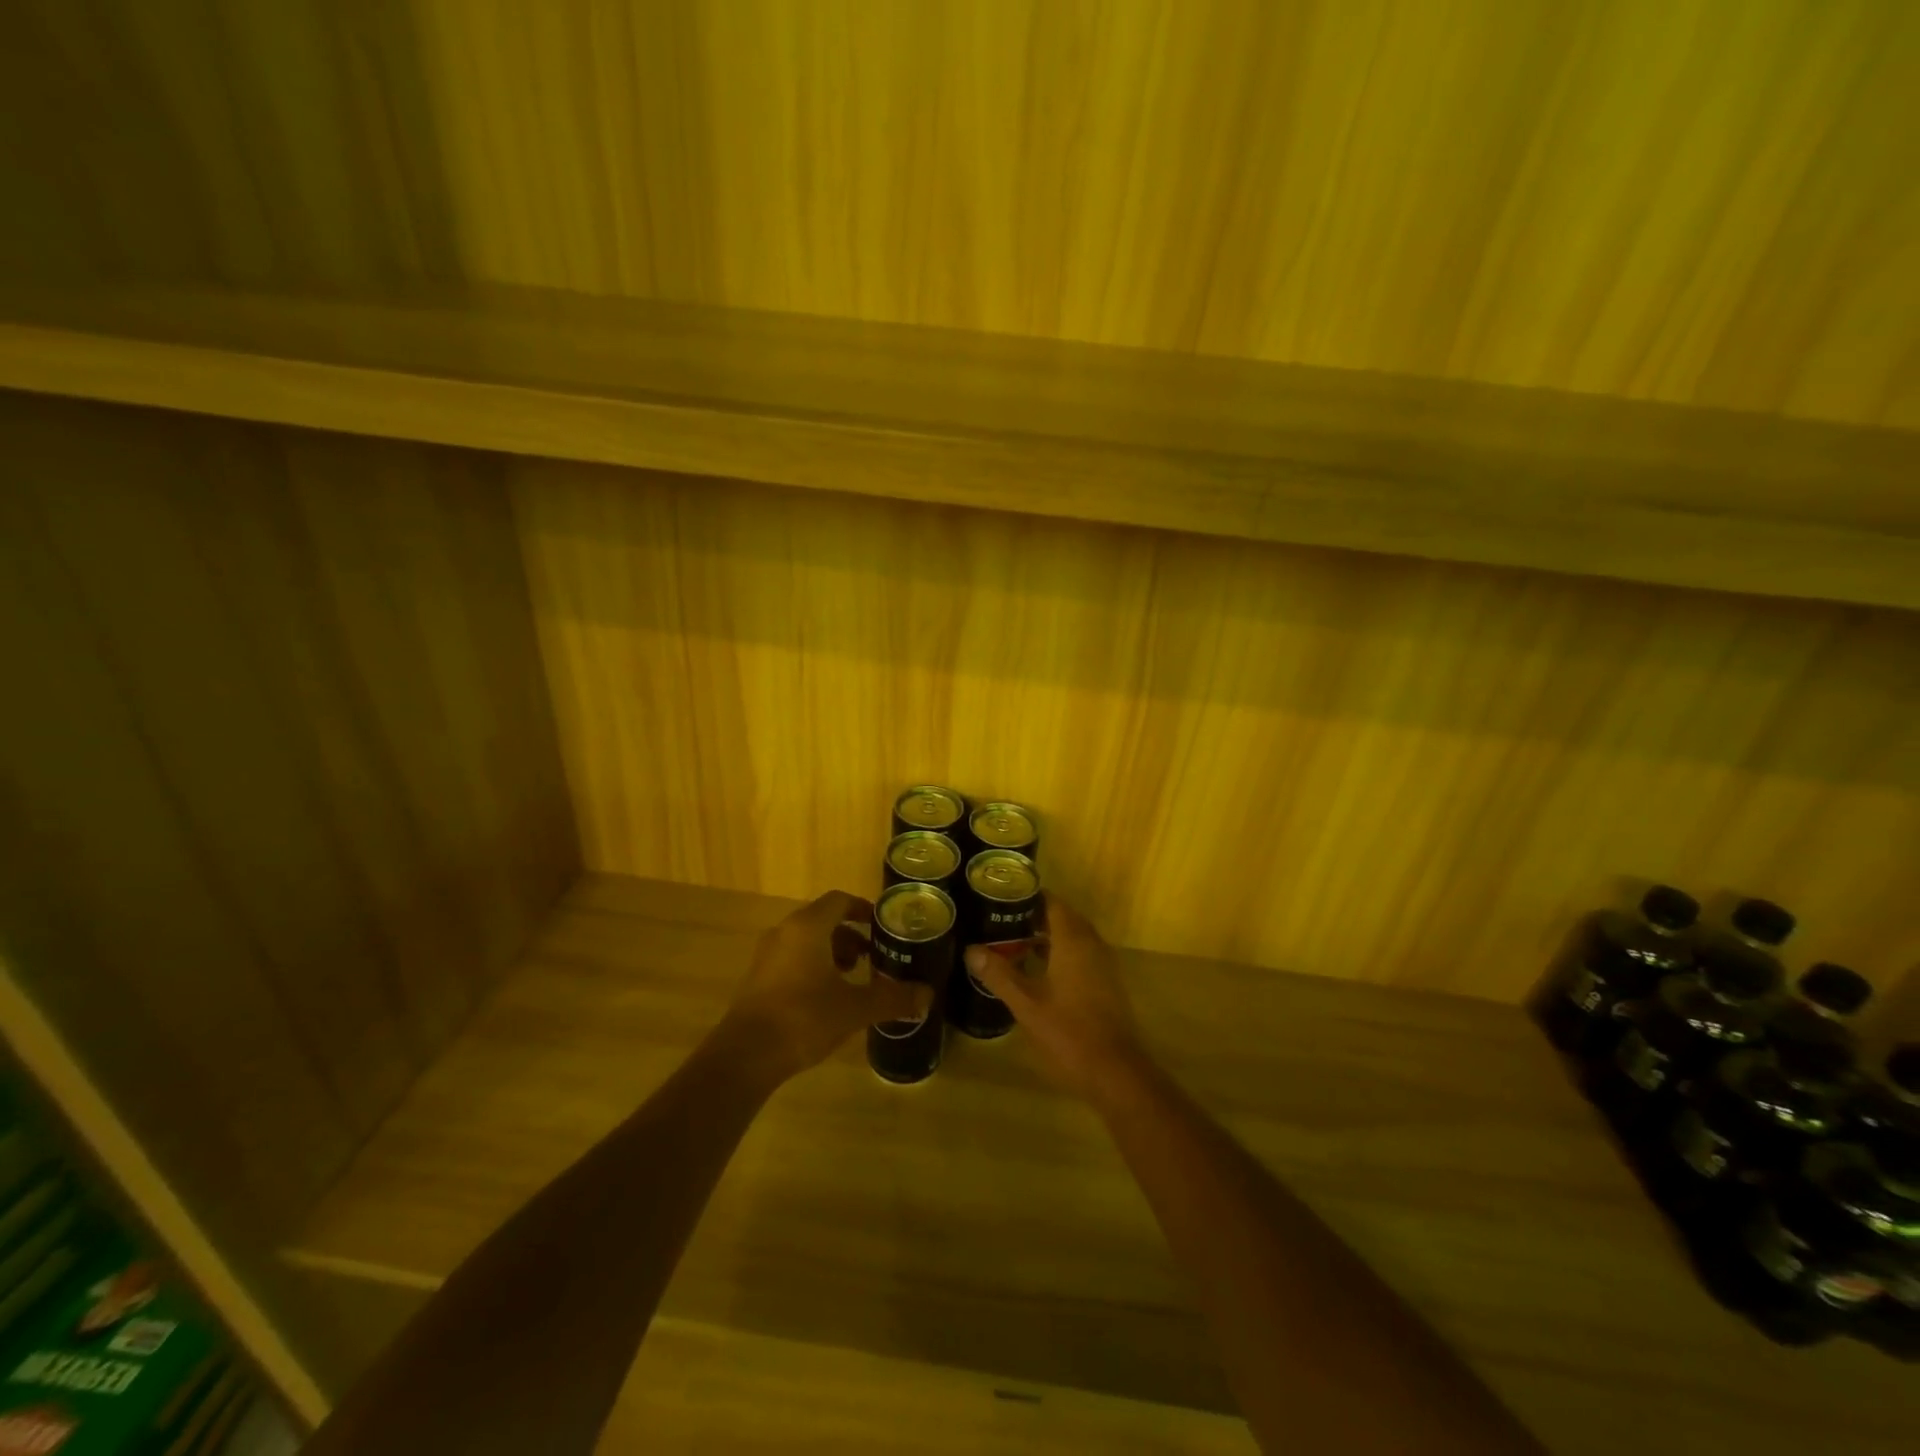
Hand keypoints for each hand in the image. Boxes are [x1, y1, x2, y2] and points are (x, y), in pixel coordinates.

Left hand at [716, 890, 927, 1083]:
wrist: (745, 1056)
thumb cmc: (804, 1018)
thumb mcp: (855, 1008)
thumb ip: (892, 998)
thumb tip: (928, 996)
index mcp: (808, 927)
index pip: (839, 901)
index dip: (863, 909)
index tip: (882, 926)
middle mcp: (785, 932)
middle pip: (823, 920)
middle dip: (851, 936)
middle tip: (873, 957)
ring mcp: (767, 956)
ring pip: (806, 942)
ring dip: (832, 953)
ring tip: (853, 979)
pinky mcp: (757, 980)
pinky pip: (791, 960)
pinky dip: (813, 968)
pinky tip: (827, 999)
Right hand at [965, 899, 1148, 1102]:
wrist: (1115, 1071)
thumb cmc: (1069, 1033)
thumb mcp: (1026, 1005)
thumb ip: (999, 975)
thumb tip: (970, 950)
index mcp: (1073, 942)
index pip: (1053, 903)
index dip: (1029, 896)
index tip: (1002, 895)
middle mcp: (1092, 945)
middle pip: (1063, 917)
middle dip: (1034, 915)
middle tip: (1001, 917)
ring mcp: (1102, 964)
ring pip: (1073, 937)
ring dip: (1047, 935)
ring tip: (1013, 939)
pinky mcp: (1106, 983)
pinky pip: (1081, 954)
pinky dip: (1060, 952)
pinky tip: (1037, 969)